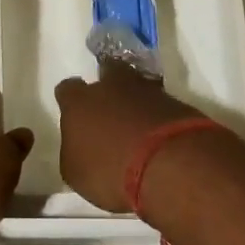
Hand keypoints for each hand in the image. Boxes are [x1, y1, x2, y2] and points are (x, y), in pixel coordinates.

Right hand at [53, 63, 223, 211]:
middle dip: (108, 86)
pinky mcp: (176, 102)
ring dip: (136, 100)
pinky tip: (160, 134)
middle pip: (107, 72)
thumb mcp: (77, 173)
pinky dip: (159, 115)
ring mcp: (147, 90)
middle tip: (110, 109)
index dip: (71, 100)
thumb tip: (78, 146)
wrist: (169, 164)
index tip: (74, 114)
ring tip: (138, 124)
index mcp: (79, 102)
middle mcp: (111, 86)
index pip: (67, 90)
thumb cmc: (110, 170)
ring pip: (138, 85)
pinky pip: (162, 104)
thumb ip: (74, 152)